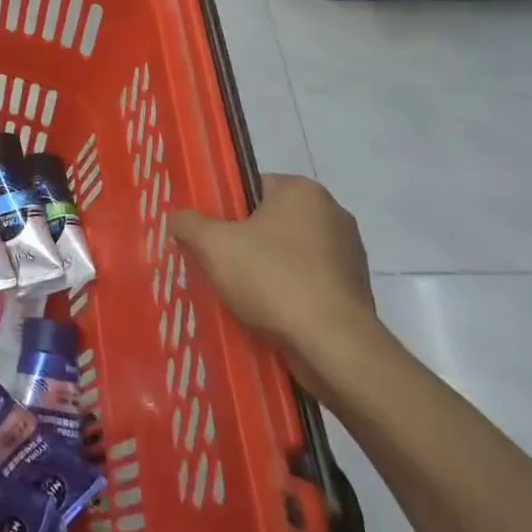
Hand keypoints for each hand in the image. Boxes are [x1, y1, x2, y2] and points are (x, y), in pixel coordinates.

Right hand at [169, 175, 377, 387]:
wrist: (333, 345)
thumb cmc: (272, 278)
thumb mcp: (213, 245)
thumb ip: (188, 223)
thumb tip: (176, 217)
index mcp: (302, 191)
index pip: (250, 186)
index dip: (223, 209)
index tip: (207, 234)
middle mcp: (332, 213)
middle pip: (269, 221)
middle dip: (243, 241)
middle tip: (216, 264)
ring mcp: (349, 253)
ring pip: (289, 254)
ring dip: (265, 269)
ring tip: (238, 294)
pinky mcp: (355, 290)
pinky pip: (308, 282)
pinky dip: (288, 293)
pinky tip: (268, 313)